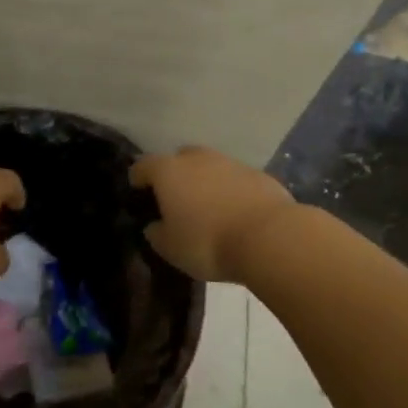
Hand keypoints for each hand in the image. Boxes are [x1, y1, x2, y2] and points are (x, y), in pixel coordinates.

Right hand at [130, 146, 294, 283]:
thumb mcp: (170, 248)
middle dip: (175, 175)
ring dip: (206, 182)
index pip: (143, 166)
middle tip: (176, 200)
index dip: (138, 179)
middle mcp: (197, 158)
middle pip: (179, 159)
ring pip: (210, 167)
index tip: (138, 193)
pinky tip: (236, 213)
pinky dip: (231, 191)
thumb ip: (156, 234)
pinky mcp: (258, 174)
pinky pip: (235, 180)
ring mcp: (230, 162)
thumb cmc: (208, 242)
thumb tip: (155, 226)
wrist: (269, 237)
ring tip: (209, 209)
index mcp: (168, 171)